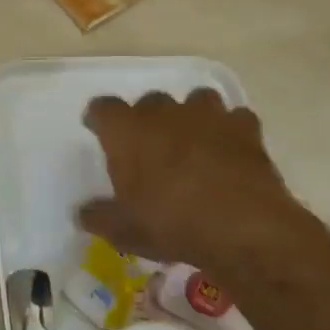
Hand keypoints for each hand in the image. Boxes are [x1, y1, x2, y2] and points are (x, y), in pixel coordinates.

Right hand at [78, 89, 314, 278]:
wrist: (243, 229)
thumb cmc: (170, 224)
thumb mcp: (122, 230)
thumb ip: (98, 217)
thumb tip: (83, 213)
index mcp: (126, 130)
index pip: (103, 108)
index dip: (100, 119)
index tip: (100, 133)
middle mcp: (164, 113)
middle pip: (149, 101)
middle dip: (147, 119)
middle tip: (148, 149)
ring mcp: (208, 117)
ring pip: (195, 99)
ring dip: (190, 116)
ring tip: (191, 142)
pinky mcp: (246, 129)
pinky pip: (234, 119)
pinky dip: (230, 131)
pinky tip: (229, 151)